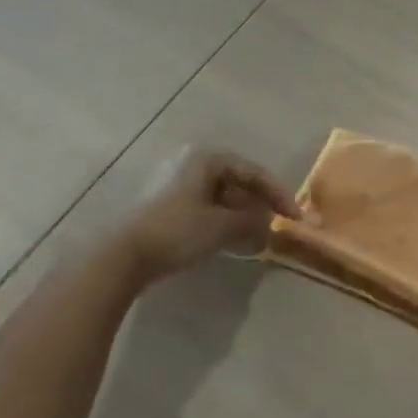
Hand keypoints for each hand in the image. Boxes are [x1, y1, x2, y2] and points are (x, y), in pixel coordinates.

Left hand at [120, 148, 301, 281]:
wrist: (123, 257)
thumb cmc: (178, 232)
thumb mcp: (224, 226)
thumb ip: (253, 221)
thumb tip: (270, 223)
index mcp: (207, 160)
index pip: (255, 173)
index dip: (279, 194)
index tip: (295, 217)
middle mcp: (191, 164)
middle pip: (238, 182)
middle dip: (260, 204)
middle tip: (278, 223)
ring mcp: (175, 185)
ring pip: (222, 197)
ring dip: (243, 215)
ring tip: (259, 235)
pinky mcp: (165, 207)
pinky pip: (206, 208)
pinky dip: (224, 221)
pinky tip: (233, 240)